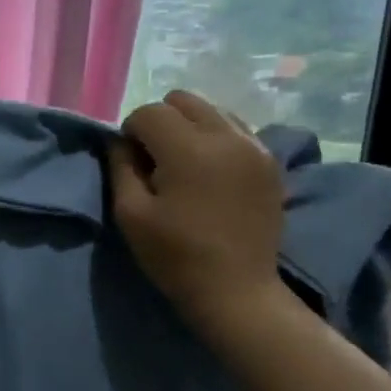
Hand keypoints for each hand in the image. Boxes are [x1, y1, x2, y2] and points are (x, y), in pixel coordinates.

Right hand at [107, 90, 289, 336]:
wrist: (236, 290)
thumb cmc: (175, 256)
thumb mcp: (131, 214)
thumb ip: (121, 168)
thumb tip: (120, 142)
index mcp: (189, 149)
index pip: (149, 112)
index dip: (131, 132)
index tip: (130, 162)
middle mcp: (226, 136)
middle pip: (183, 100)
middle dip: (161, 121)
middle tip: (154, 159)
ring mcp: (255, 146)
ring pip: (212, 110)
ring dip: (190, 127)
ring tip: (184, 165)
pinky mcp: (270, 161)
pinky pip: (236, 129)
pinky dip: (216, 138)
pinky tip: (210, 172)